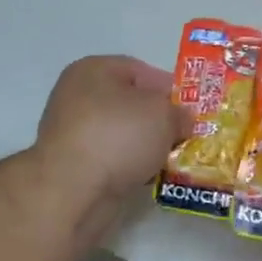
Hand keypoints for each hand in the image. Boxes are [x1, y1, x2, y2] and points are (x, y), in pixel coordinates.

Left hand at [34, 55, 188, 207]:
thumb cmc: (118, 136)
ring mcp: (71, 131)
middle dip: (158, 120)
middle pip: (129, 103)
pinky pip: (110, 158)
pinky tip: (147, 176)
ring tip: (171, 159)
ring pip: (120, 133)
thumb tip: (181, 120)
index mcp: (93, 69)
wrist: (73, 191)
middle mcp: (76, 95)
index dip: (169, 89)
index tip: (190, 110)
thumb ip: (179, 113)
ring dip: (144, 146)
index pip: (140, 71)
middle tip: (184, 136)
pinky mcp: (71, 164)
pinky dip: (128, 165)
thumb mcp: (164, 115)